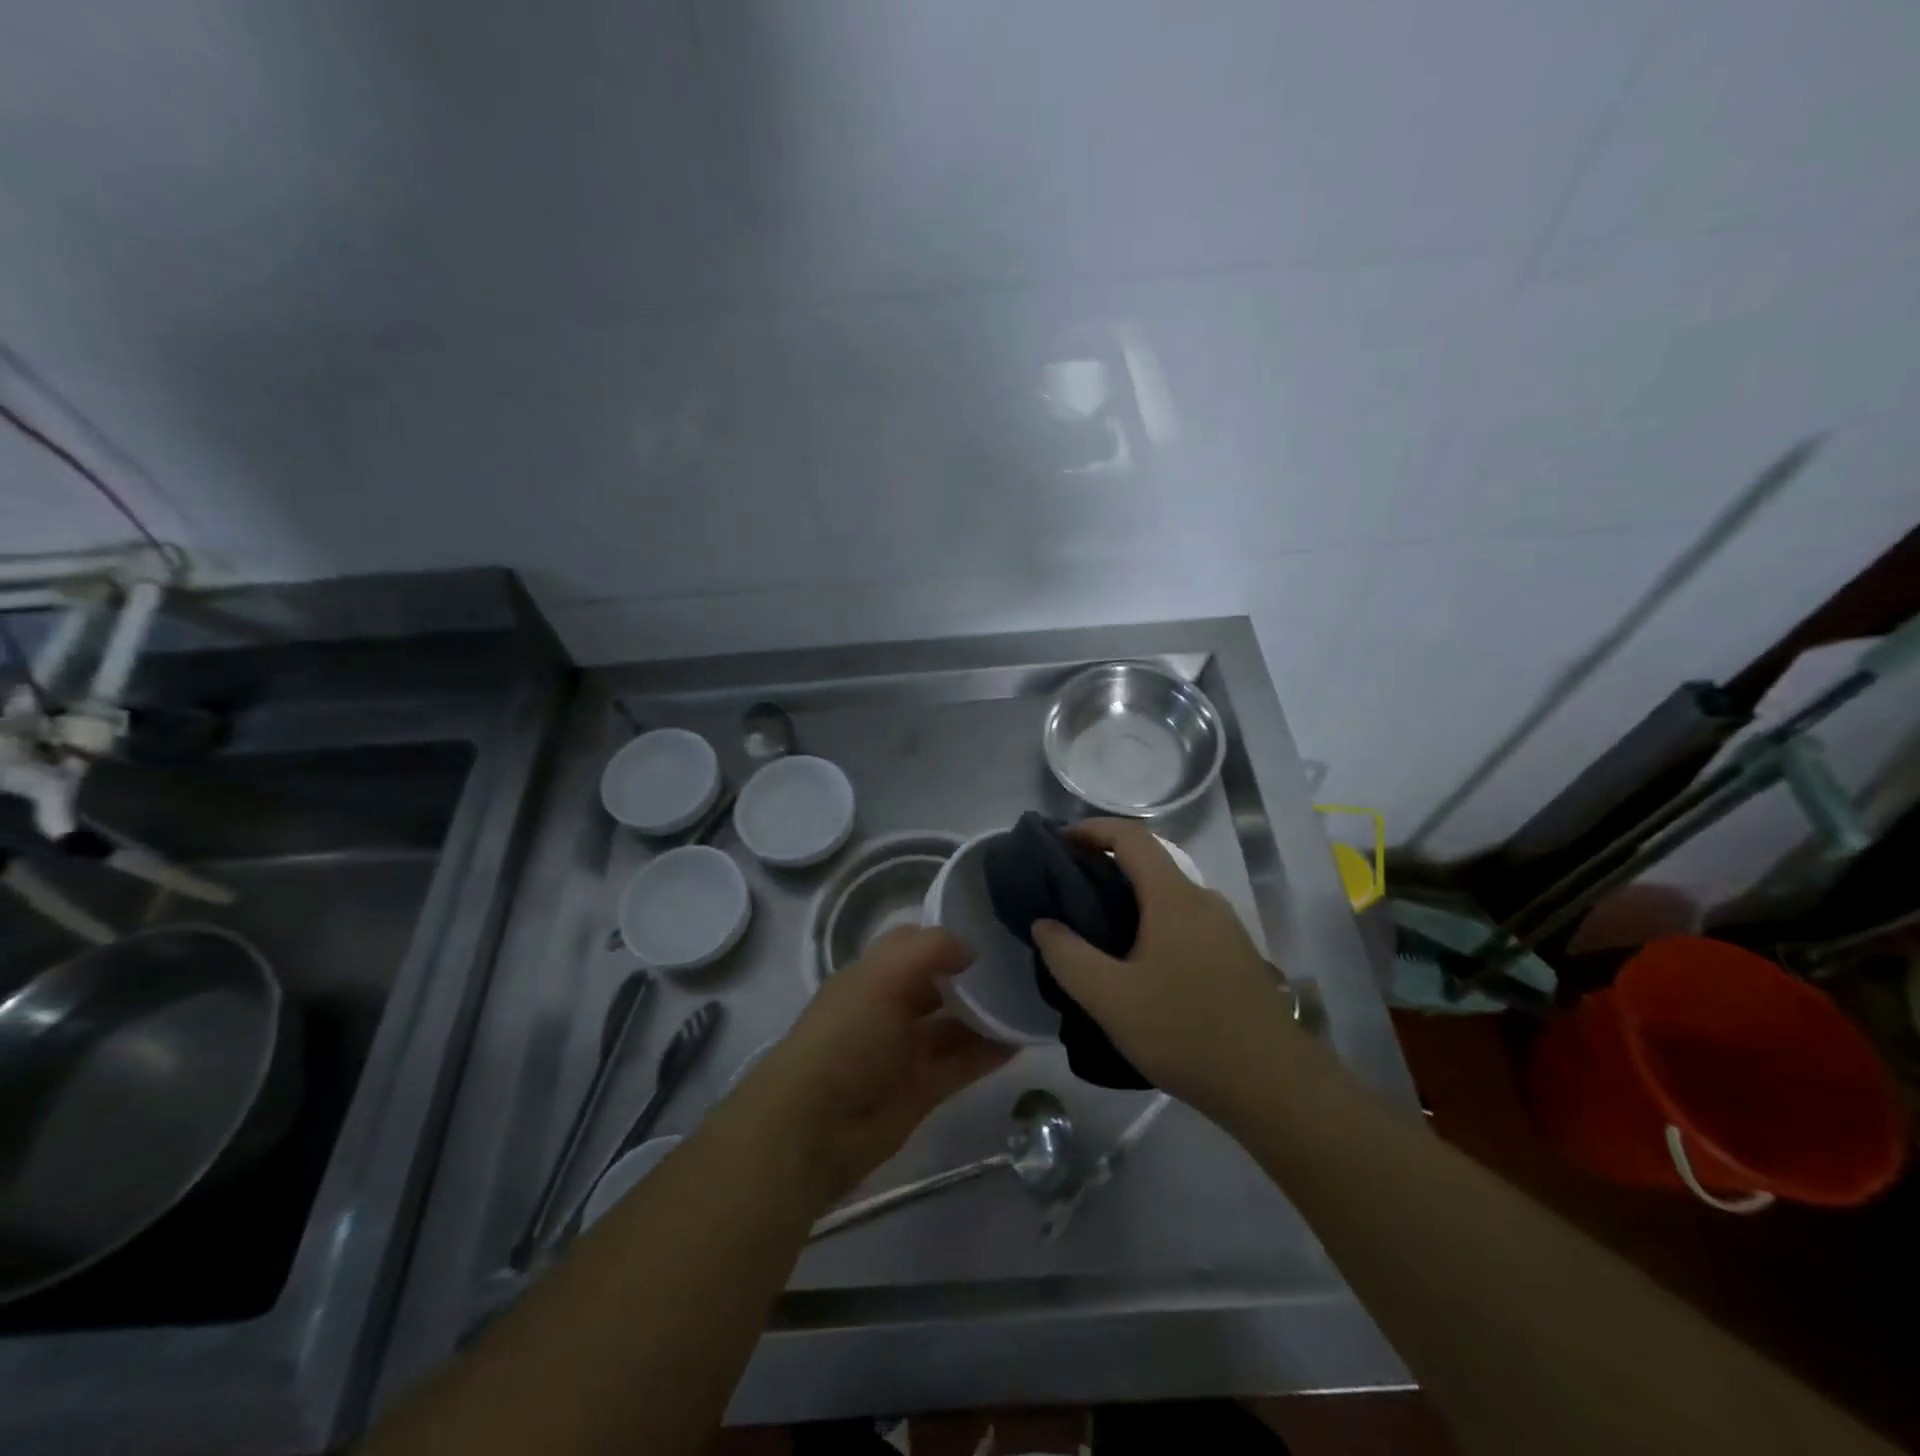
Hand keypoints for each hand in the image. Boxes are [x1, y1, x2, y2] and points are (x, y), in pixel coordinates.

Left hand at [740, 926, 1011, 1205]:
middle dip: (972, 977)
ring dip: (987, 1015)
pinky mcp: (923, 1090)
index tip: (991, 930)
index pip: (913, 946)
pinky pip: (963, 1063)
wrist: (816, 1127)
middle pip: (938, 986)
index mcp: (871, 977)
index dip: (947, 938)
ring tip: (1029, 1001)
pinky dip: (990, 1052)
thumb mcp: (882, 977)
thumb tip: (970, 949)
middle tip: (1021, 965)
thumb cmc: (847, 1036)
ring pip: (954, 1026)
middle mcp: (888, 1009)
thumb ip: (929, 950)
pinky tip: (1021, 1039)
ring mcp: (905, 1051)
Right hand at [1032, 819, 1301, 1118]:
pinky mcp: (1235, 956)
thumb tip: (1044, 923)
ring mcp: (1225, 928)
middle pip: (1149, 863)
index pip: (1131, 836)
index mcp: (1174, 897)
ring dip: (1129, 899)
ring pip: (1167, 896)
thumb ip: (1068, 957)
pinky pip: (1183, 922)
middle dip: (1104, 867)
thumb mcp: (1111, 999)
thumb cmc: (1186, 1032)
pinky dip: (1151, 923)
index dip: (1092, 829)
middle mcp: (1203, 900)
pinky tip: (1136, 964)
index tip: (1059, 842)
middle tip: (1066, 893)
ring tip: (1094, 931)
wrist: (1275, 1085)